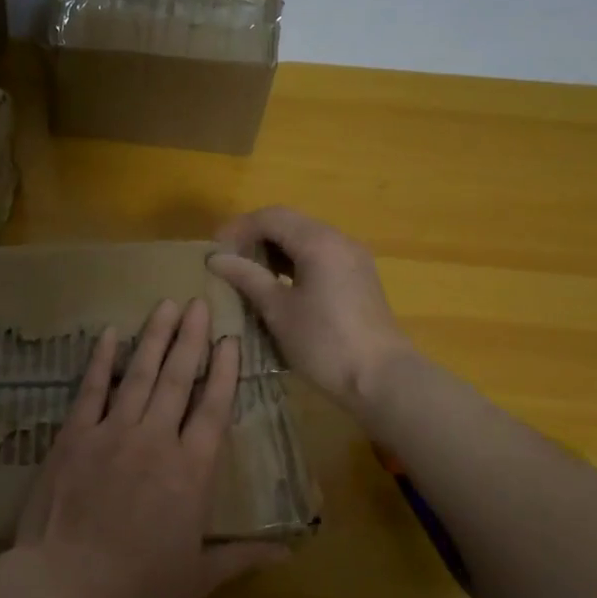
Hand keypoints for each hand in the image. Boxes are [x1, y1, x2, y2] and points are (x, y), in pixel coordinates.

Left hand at [12, 297, 286, 597]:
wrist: (66, 587)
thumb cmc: (138, 588)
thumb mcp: (198, 579)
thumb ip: (243, 557)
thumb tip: (290, 550)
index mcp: (191, 471)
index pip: (213, 408)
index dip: (224, 371)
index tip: (230, 339)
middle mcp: (155, 440)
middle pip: (179, 379)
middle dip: (191, 338)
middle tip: (199, 303)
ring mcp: (112, 432)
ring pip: (140, 375)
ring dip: (154, 337)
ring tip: (166, 305)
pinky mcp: (74, 435)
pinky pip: (91, 389)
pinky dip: (102, 360)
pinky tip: (109, 334)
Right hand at [208, 206, 415, 415]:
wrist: (381, 379)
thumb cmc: (324, 343)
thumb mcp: (278, 310)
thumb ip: (247, 277)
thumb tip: (215, 258)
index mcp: (319, 242)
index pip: (270, 217)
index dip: (238, 229)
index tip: (215, 252)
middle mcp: (339, 240)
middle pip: (289, 223)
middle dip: (254, 237)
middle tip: (228, 261)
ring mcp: (352, 258)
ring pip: (305, 239)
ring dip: (274, 250)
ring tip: (247, 274)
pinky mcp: (358, 277)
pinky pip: (319, 255)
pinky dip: (293, 262)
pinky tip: (277, 286)